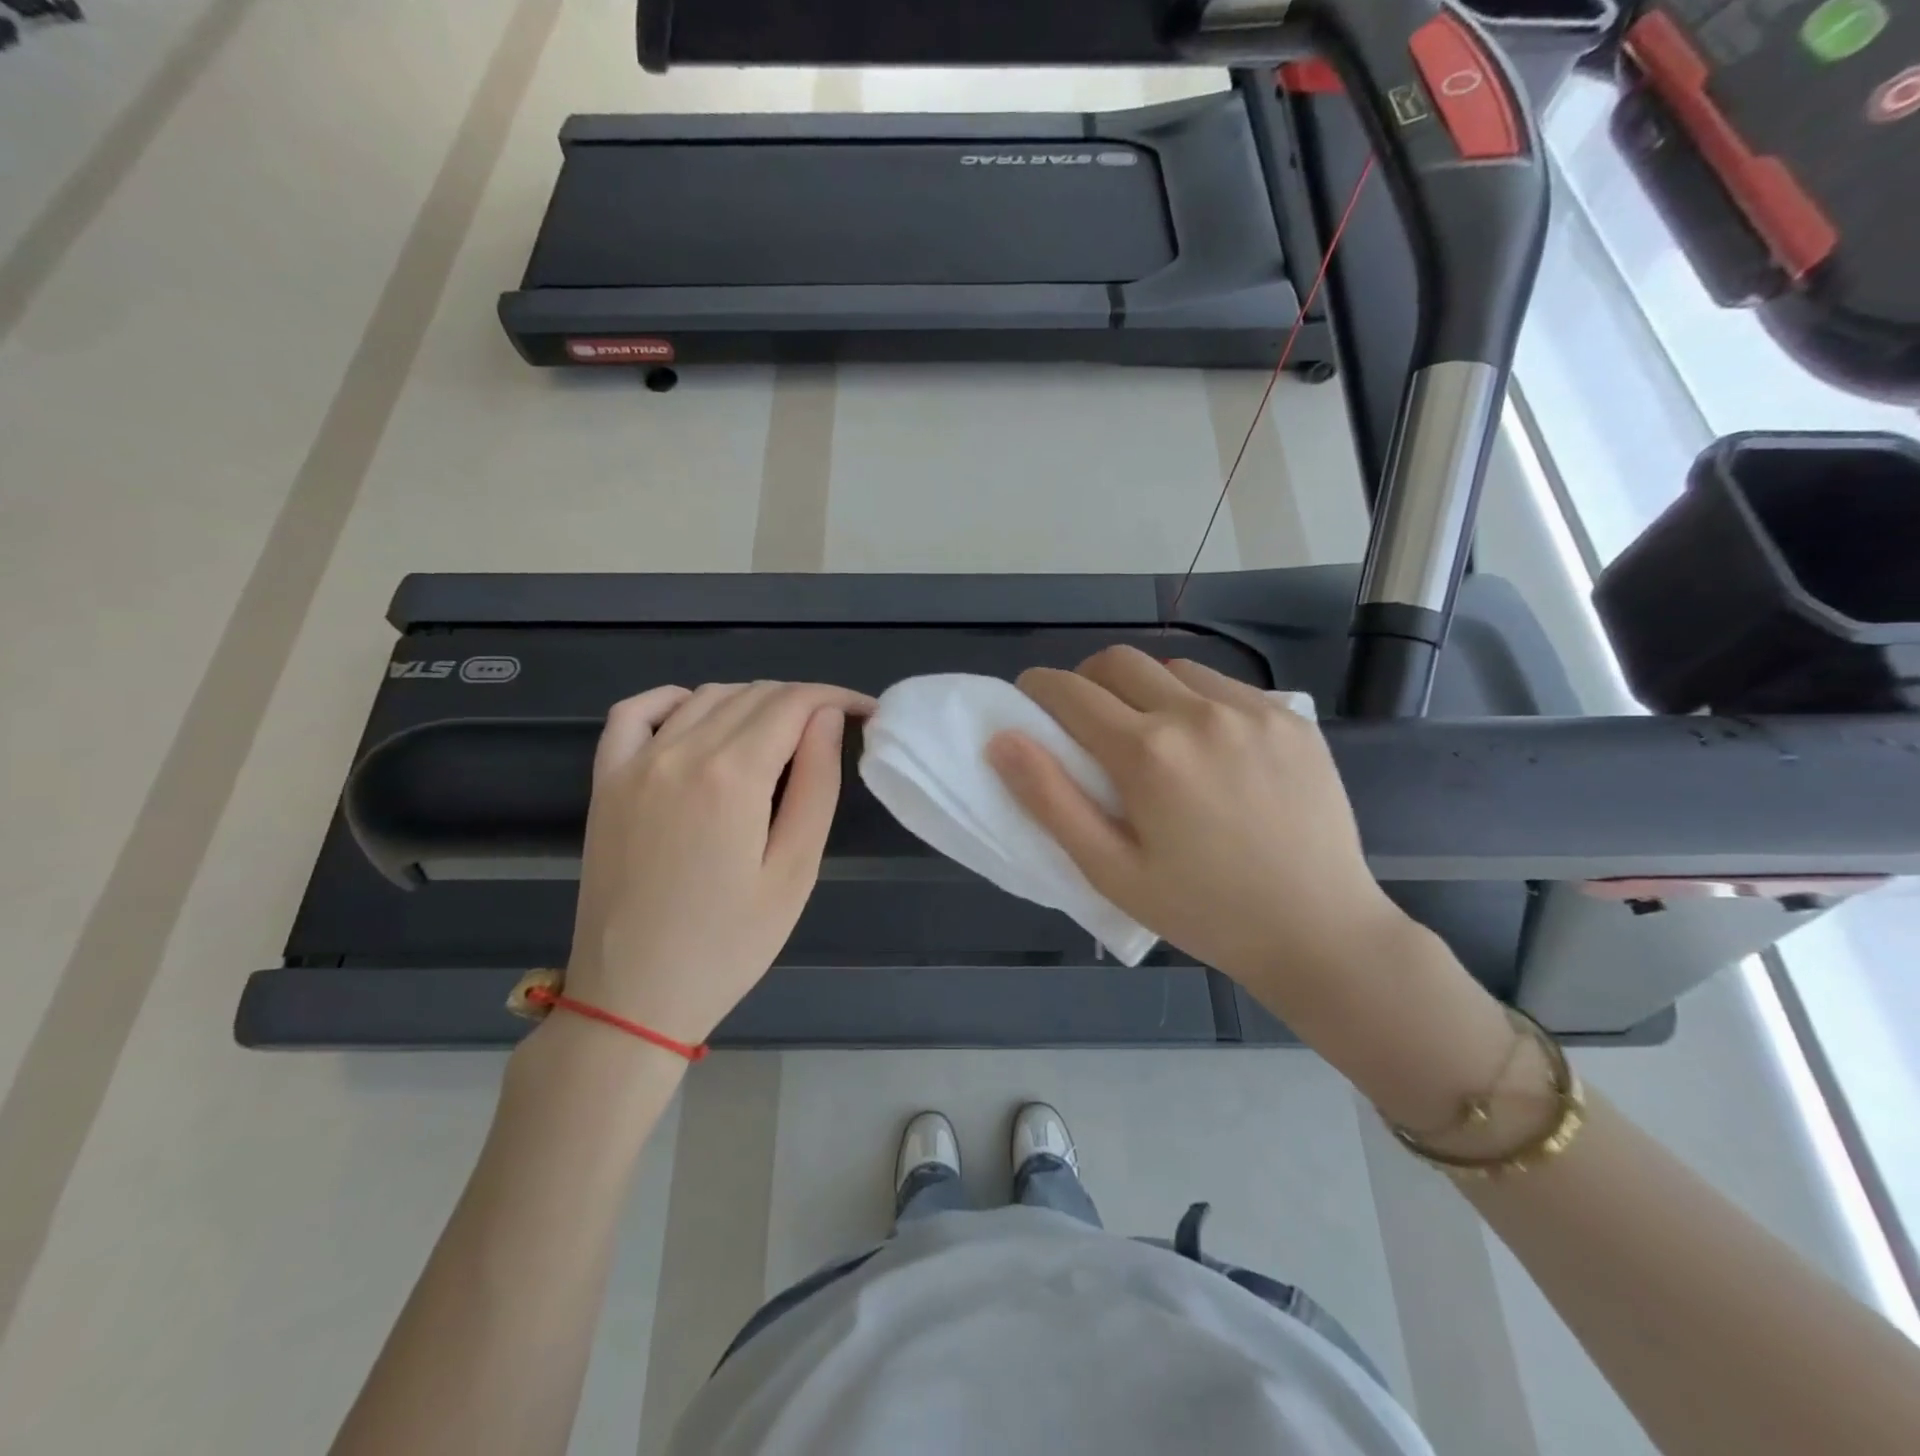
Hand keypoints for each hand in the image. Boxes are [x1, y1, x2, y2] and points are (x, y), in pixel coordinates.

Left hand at [563, 681, 875, 1046]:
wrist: (632, 997)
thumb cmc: (729, 944)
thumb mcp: (795, 871)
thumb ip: (817, 785)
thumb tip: (828, 718)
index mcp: (733, 775)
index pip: (794, 703)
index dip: (837, 697)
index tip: (867, 711)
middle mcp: (681, 752)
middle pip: (754, 694)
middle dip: (803, 701)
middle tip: (832, 733)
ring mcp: (635, 763)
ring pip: (705, 697)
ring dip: (752, 701)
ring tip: (781, 735)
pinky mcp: (606, 781)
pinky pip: (635, 711)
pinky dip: (674, 699)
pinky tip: (698, 715)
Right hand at [987, 646, 1414, 1013]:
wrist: (1318, 930)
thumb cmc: (1202, 911)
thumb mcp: (1111, 871)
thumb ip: (1051, 801)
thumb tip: (1002, 740)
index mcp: (1148, 753)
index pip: (1070, 691)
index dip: (1038, 689)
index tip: (1030, 702)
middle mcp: (1198, 713)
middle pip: (1118, 661)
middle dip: (1087, 680)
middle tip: (1086, 721)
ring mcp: (1251, 710)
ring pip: (1172, 668)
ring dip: (1144, 688)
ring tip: (1152, 735)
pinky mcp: (1290, 717)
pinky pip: (1224, 685)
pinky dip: (1196, 699)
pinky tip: (1207, 745)